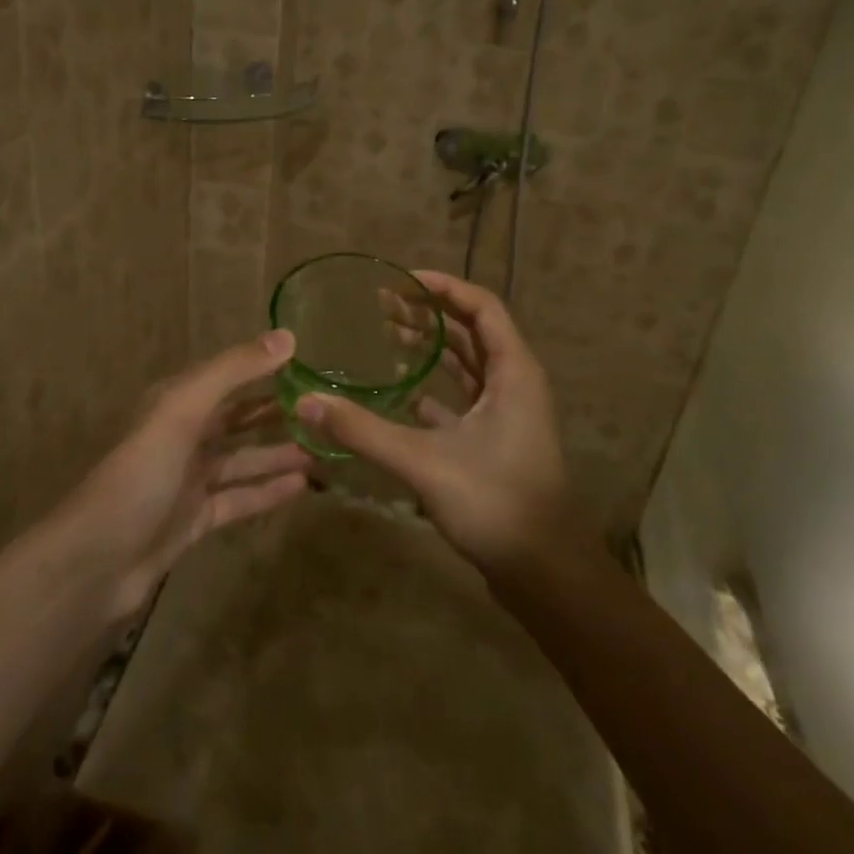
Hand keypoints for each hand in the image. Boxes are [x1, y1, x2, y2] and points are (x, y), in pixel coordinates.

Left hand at [59, 329, 311, 620]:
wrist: (96, 561)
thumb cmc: (140, 474)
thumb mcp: (184, 410)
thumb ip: (233, 371)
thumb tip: (288, 337)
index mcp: (176, 402)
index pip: (228, 376)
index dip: (265, 369)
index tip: (310, 367)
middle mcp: (183, 435)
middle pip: (237, 418)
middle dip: (276, 414)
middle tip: (325, 412)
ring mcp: (189, 480)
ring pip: (242, 460)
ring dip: (279, 454)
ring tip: (324, 451)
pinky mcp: (195, 519)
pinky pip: (239, 498)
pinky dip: (267, 491)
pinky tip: (302, 487)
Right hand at [296, 271, 584, 572]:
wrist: (546, 574)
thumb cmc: (496, 503)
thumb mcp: (424, 462)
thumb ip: (364, 431)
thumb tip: (307, 401)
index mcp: (513, 372)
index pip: (481, 306)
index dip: (443, 287)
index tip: (401, 280)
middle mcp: (515, 383)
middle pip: (472, 331)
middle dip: (429, 313)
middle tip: (382, 304)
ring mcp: (508, 413)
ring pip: (467, 364)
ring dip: (431, 347)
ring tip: (386, 334)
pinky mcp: (497, 439)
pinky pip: (462, 397)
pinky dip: (433, 387)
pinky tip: (399, 391)